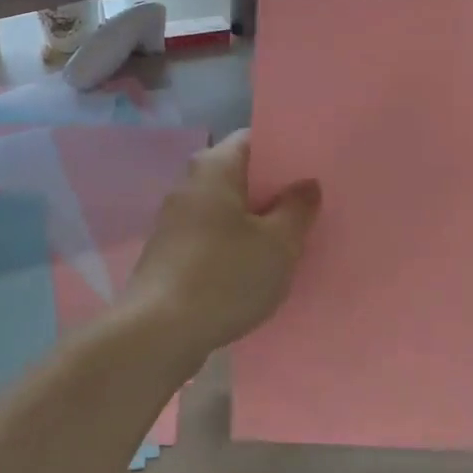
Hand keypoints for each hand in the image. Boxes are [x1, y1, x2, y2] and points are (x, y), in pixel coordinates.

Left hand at [120, 130, 320, 361]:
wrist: (159, 332)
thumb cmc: (224, 277)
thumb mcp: (277, 244)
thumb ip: (297, 209)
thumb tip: (306, 184)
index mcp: (214, 167)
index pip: (253, 139)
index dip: (285, 150)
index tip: (313, 167)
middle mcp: (190, 184)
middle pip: (240, 175)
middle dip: (273, 189)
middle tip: (311, 206)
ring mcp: (176, 220)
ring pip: (226, 209)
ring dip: (256, 221)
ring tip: (292, 239)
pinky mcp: (170, 253)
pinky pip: (213, 237)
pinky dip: (236, 246)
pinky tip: (258, 269)